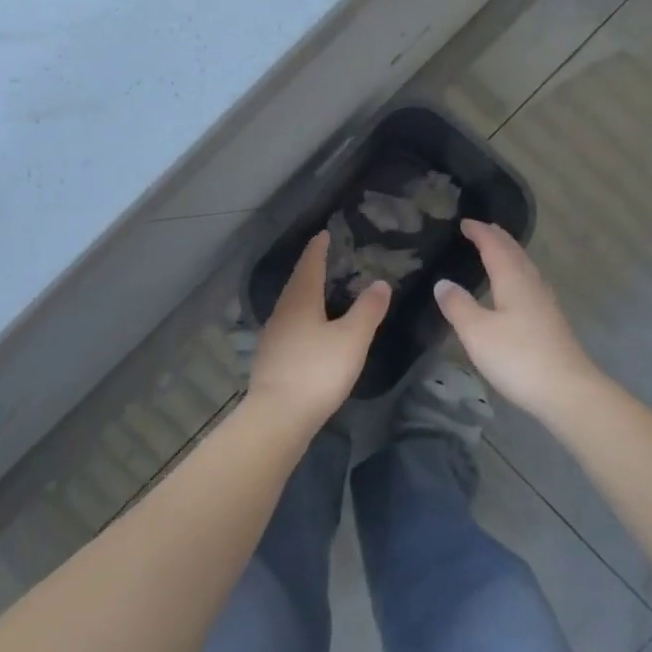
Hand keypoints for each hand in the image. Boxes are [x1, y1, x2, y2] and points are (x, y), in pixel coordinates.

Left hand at [247, 230, 390, 432]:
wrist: (277, 417)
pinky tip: (310, 328)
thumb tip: (380, 282)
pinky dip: (301, 315)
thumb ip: (368, 310)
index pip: (310, 264)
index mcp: (300, 299)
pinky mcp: (271, 357)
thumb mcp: (351, 339)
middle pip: (297, 282)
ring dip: (305, 292)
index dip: (318, 248)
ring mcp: (273, 335)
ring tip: (321, 290)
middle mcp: (282, 311)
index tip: (325, 234)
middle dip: (311, 268)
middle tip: (326, 258)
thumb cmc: (317, 372)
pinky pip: (289, 324)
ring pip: (291, 304)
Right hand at [434, 219, 602, 415]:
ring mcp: (545, 303)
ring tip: (496, 251)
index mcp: (513, 279)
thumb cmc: (518, 357)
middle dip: (497, 238)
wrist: (568, 391)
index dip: (479, 232)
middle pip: (514, 252)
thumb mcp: (477, 332)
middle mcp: (532, 284)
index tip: (464, 222)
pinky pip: (530, 283)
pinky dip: (517, 273)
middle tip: (481, 229)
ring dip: (509, 254)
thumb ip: (458, 305)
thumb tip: (443, 282)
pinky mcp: (551, 321)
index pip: (494, 246)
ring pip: (525, 267)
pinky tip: (515, 288)